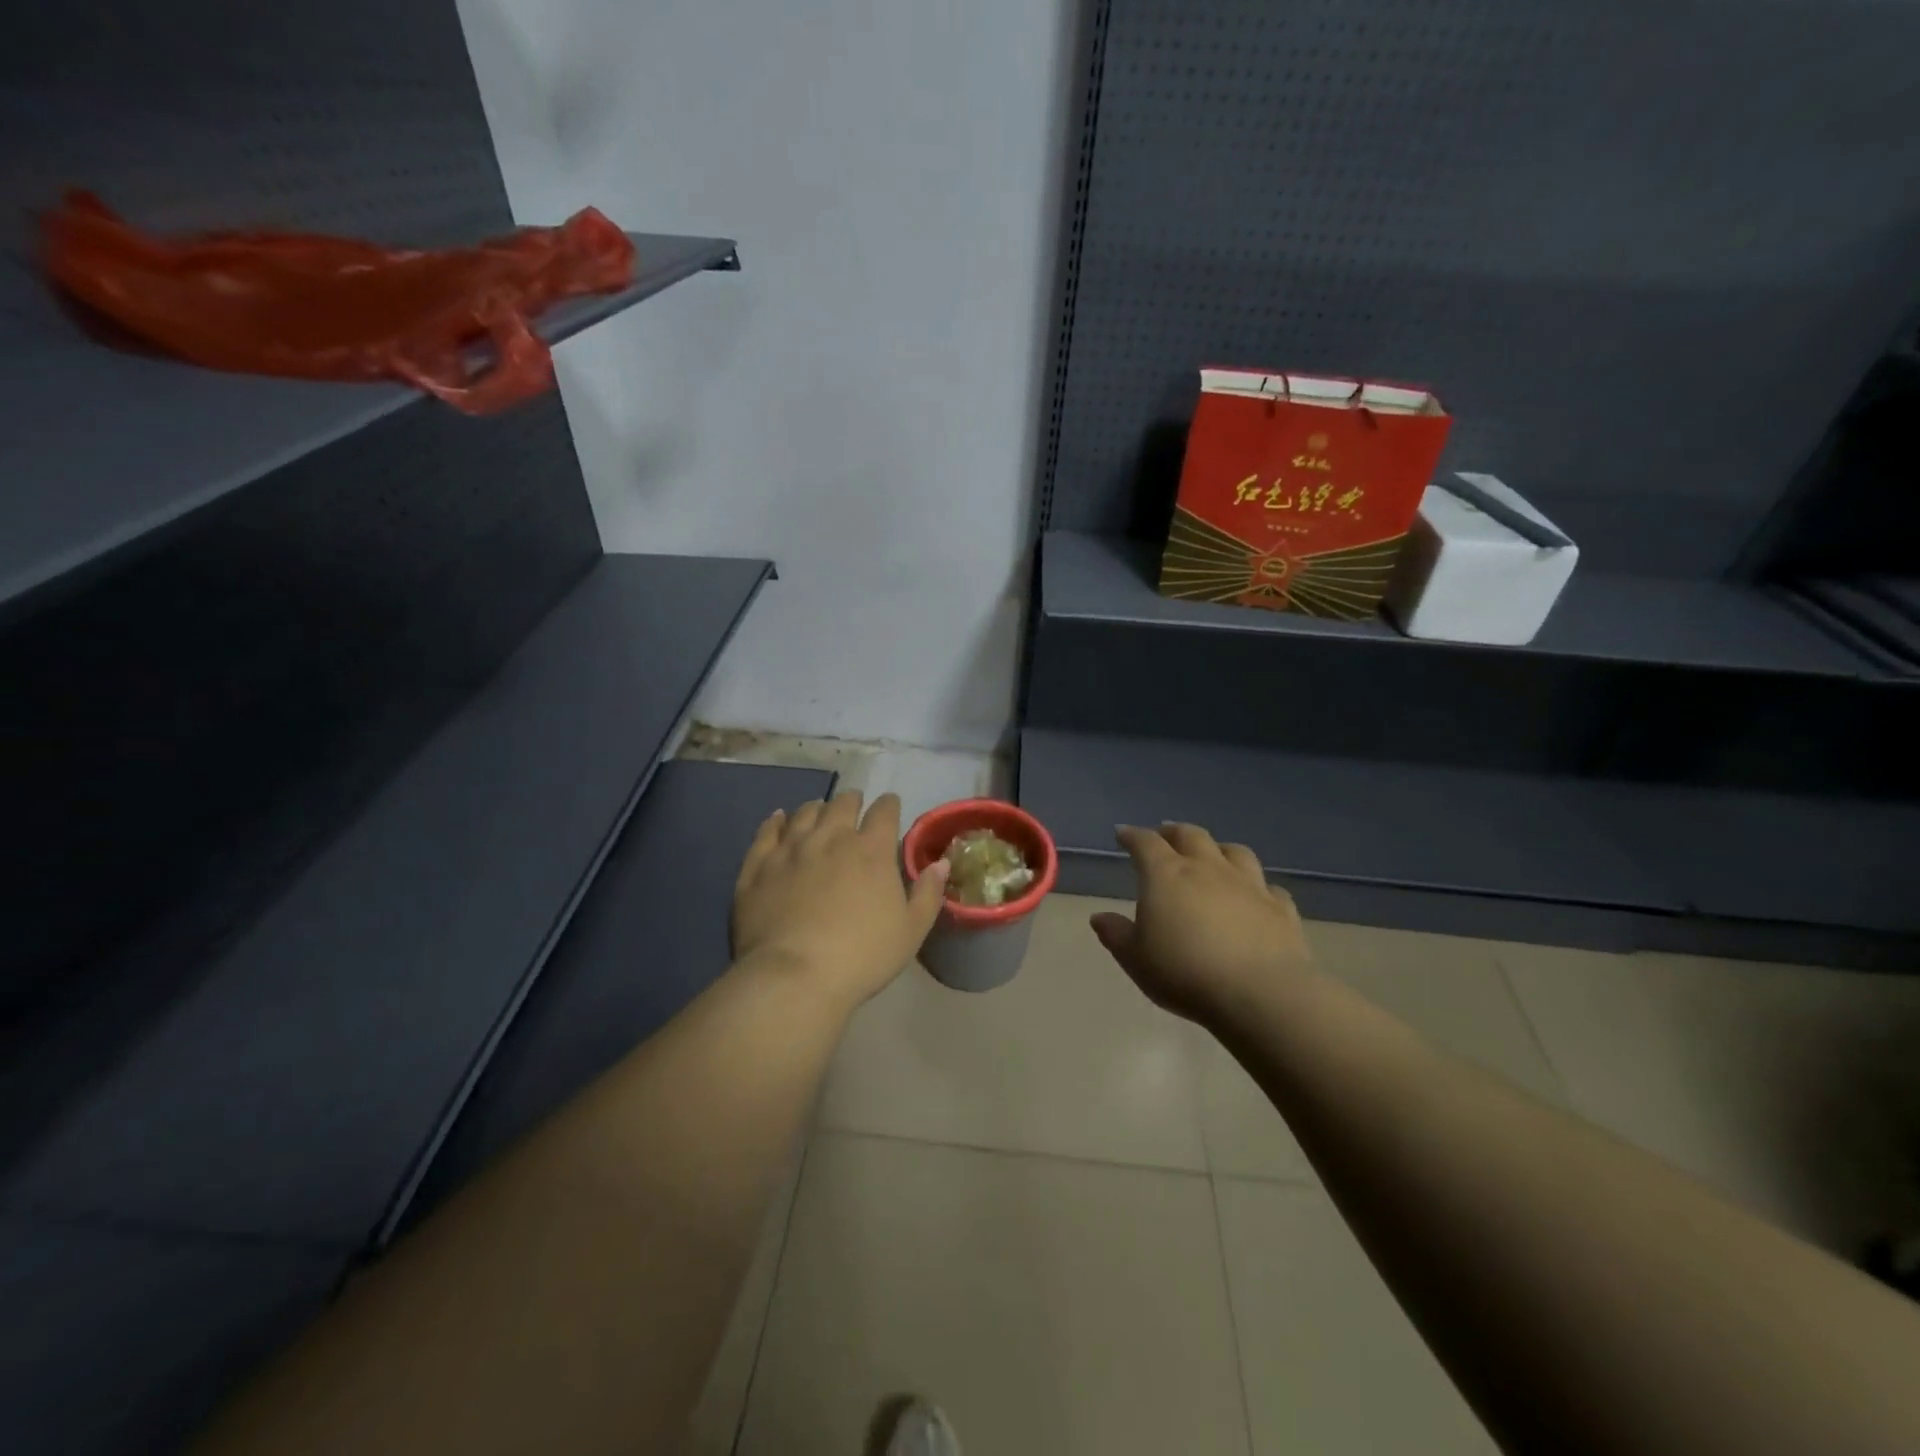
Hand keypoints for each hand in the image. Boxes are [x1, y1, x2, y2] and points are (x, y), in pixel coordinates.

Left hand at [731, 790, 949, 1013]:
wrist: (794, 977)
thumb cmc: (862, 956)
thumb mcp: (911, 931)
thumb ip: (928, 893)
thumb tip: (941, 863)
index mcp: (872, 850)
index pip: (884, 812)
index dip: (889, 805)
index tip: (890, 806)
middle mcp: (831, 838)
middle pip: (843, 805)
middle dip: (853, 801)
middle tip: (855, 806)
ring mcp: (790, 849)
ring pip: (805, 813)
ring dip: (817, 808)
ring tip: (820, 811)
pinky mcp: (758, 866)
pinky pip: (766, 832)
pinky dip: (775, 821)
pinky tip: (778, 818)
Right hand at [1090, 823, 1317, 1024]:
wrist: (1260, 994)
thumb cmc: (1185, 973)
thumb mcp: (1136, 959)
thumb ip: (1116, 935)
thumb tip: (1099, 917)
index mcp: (1167, 875)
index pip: (1145, 843)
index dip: (1132, 836)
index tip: (1122, 834)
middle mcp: (1208, 868)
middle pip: (1190, 835)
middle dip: (1173, 832)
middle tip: (1164, 834)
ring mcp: (1249, 884)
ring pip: (1234, 851)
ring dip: (1218, 848)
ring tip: (1212, 854)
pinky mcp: (1280, 907)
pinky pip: (1268, 887)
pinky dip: (1257, 886)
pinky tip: (1255, 895)